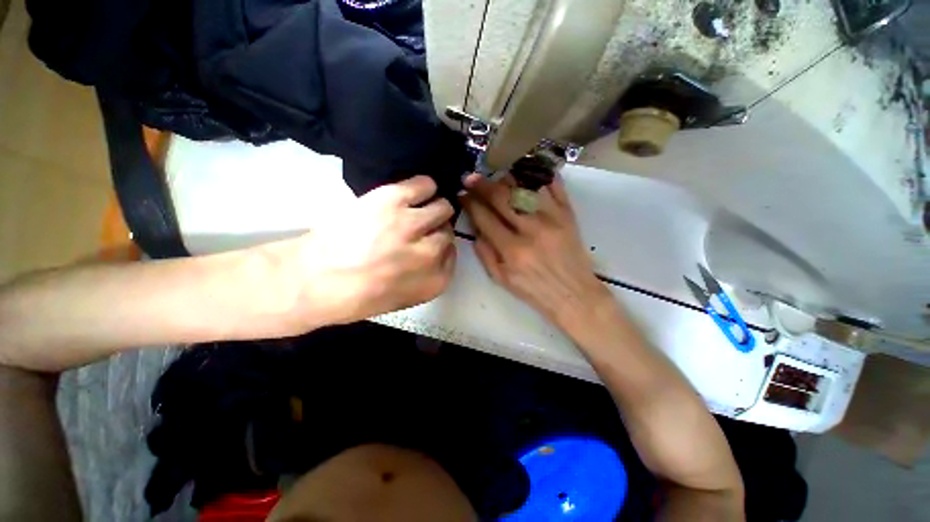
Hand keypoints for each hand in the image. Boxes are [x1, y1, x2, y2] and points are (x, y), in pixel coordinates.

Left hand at [293, 176, 455, 324]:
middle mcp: (430, 253)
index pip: (453, 254)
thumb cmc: (356, 298)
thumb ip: (427, 276)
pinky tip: (414, 193)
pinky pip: (425, 185)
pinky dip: (424, 187)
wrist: (313, 281)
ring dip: (432, 208)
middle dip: (435, 229)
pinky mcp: (393, 200)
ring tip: (415, 210)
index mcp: (435, 281)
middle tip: (418, 227)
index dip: (441, 246)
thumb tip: (437, 252)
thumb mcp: (403, 299)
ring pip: (442, 207)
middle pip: (448, 230)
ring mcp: (412, 224)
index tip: (429, 242)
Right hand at [461, 174, 612, 330]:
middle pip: (502, 197)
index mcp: (512, 250)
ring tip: (496, 177)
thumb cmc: (534, 291)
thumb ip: (484, 253)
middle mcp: (531, 229)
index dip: (470, 203)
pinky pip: (553, 185)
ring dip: (506, 178)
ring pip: (525, 186)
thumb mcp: (501, 279)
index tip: (461, 194)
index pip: (485, 217)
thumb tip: (475, 226)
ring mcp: (552, 218)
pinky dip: (538, 175)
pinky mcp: (568, 214)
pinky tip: (526, 173)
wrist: (574, 294)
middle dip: (482, 184)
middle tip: (471, 178)